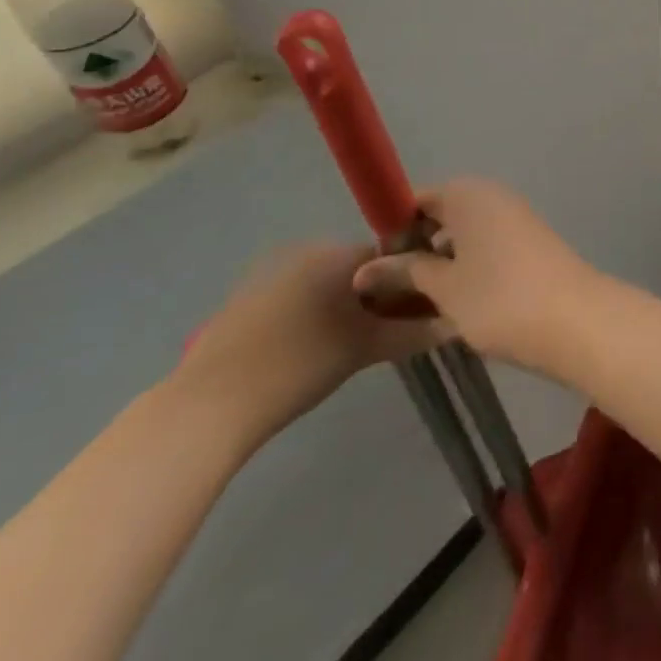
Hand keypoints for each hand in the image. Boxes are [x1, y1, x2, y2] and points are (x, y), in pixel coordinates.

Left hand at [174, 244, 437, 440]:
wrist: (205, 409)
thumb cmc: (299, 366)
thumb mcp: (367, 349)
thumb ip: (416, 332)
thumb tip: (455, 322)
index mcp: (338, 253)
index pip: (394, 254)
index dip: (412, 281)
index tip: (421, 311)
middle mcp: (307, 252)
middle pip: (362, 268)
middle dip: (380, 296)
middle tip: (388, 333)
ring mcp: (271, 275)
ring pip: (328, 285)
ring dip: (347, 307)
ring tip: (352, 348)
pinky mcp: (245, 302)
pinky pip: (298, 299)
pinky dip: (313, 317)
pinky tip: (311, 354)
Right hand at [351, 178, 599, 375]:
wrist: (573, 318)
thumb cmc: (499, 297)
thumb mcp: (444, 287)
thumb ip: (405, 272)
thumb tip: (364, 270)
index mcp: (470, 194)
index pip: (419, 198)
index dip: (393, 227)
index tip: (373, 264)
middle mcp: (494, 197)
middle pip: (443, 215)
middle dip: (416, 247)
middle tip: (390, 290)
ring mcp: (516, 219)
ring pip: (465, 234)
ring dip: (441, 262)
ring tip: (416, 303)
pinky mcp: (530, 244)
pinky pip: (487, 247)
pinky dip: (467, 268)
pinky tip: (453, 304)